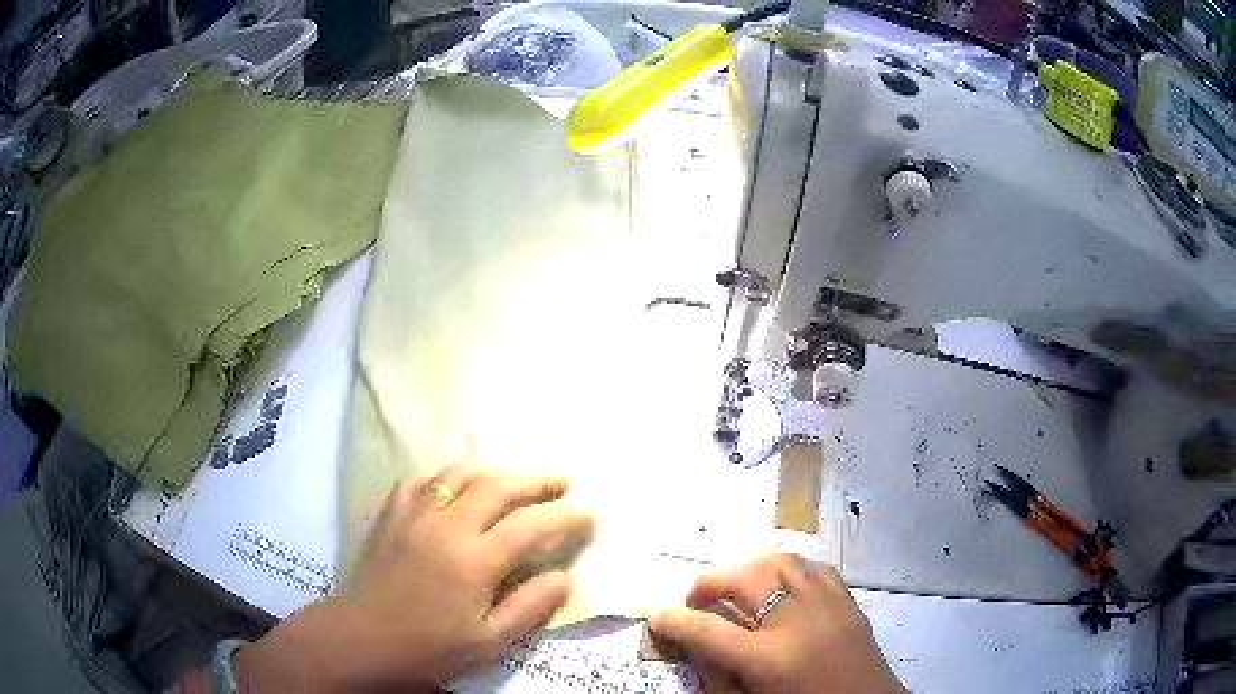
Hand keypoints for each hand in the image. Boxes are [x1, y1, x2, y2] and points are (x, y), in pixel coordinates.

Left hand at [235, 466, 593, 691]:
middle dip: (535, 480)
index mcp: (475, 560)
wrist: (362, 639)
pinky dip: (446, 479)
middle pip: (498, 485)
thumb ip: (530, 607)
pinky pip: (423, 481)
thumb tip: (564, 576)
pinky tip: (454, 489)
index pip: (532, 526)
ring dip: (493, 471)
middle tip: (561, 481)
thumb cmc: (428, 648)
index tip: (587, 514)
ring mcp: (415, 513)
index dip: (565, 517)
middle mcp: (447, 525)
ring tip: (513, 480)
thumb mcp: (488, 641)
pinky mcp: (391, 514)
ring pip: (459, 473)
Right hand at [650, 554, 906, 693]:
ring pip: (780, 562)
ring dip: (748, 570)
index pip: (708, 630)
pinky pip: (813, 568)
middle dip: (710, 583)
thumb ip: (718, 675)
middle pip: (745, 579)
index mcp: (770, 658)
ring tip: (735, 589)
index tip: (656, 614)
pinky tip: (780, 586)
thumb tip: (695, 644)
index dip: (675, 620)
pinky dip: (787, 570)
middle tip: (696, 599)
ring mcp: (829, 604)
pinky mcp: (848, 600)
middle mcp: (800, 621)